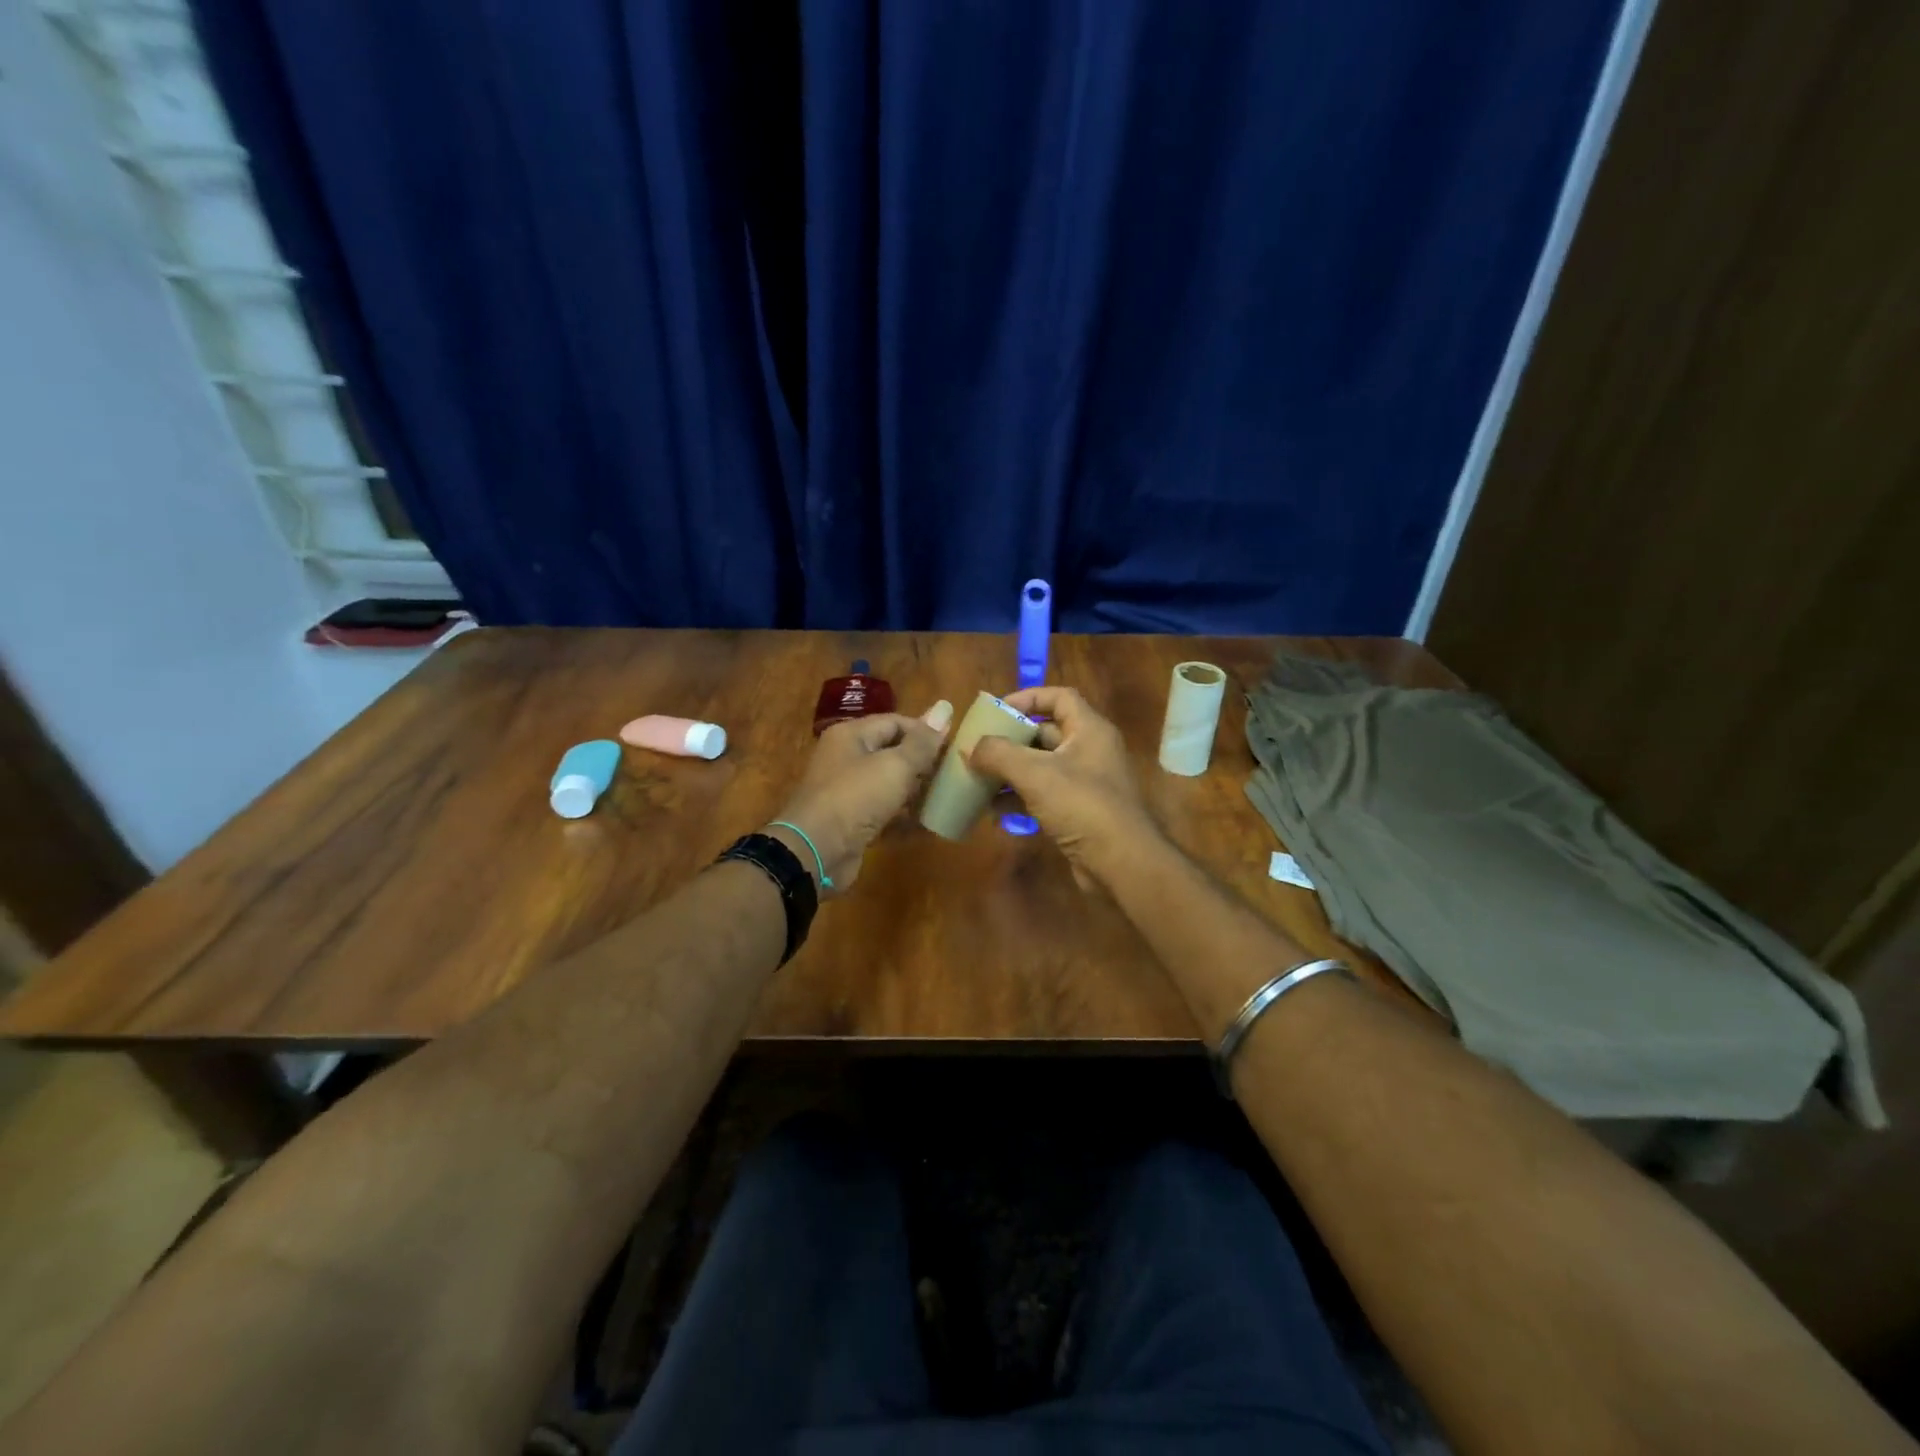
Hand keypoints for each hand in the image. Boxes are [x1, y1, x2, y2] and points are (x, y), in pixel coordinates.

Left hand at [770, 703, 950, 893]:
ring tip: (946, 798)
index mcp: (851, 735)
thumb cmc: (856, 797)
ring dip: (915, 792)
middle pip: (891, 752)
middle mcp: (846, 758)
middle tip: (953, 774)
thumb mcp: (895, 766)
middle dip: (922, 763)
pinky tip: (928, 825)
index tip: (953, 747)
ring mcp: (847, 792)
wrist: (816, 851)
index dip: (925, 732)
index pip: (895, 722)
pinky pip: (883, 813)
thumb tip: (945, 707)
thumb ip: (922, 742)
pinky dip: (903, 818)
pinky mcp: (851, 822)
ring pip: (888, 784)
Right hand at [966, 686, 1162, 891]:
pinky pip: (1043, 796)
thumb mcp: (1035, 773)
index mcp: (1089, 730)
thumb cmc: (1081, 805)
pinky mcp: (1078, 812)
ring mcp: (1085, 783)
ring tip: (977, 779)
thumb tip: (970, 747)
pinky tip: (992, 811)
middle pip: (1045, 733)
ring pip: (1041, 767)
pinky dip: (1018, 799)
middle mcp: (1090, 751)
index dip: (1027, 698)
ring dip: (1009, 772)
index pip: (1059, 697)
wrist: (1121, 863)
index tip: (996, 710)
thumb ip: (998, 754)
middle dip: (1010, 740)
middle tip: (978, 747)